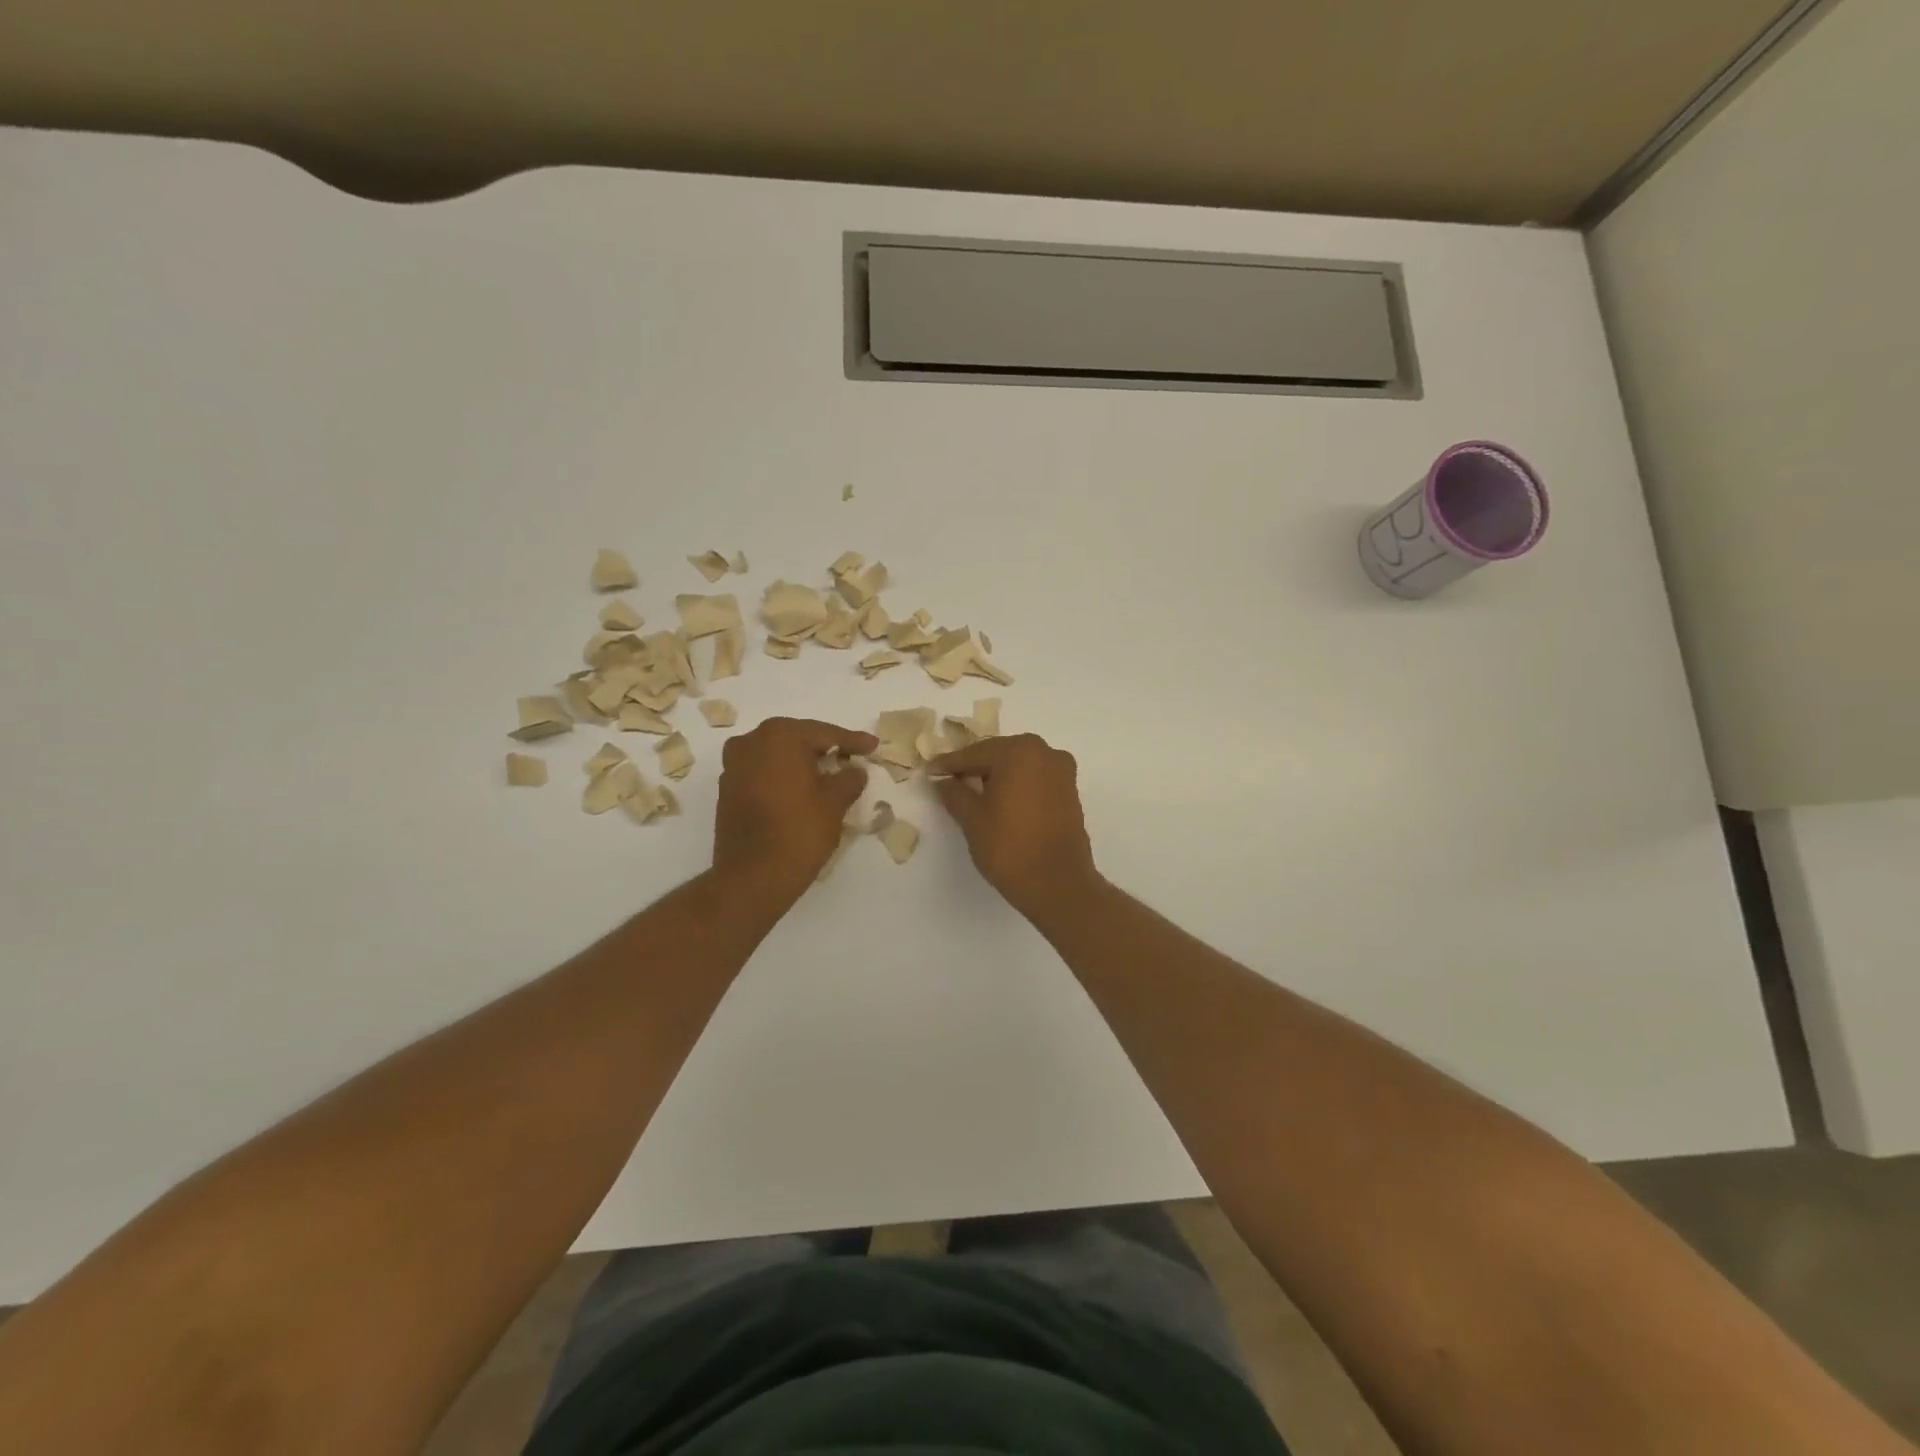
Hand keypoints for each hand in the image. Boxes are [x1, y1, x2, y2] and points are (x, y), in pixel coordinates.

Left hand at [714, 717, 876, 908]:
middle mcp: (751, 741)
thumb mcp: (835, 803)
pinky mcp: (727, 789)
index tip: (873, 746)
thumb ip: (849, 778)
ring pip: (777, 755)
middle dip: (824, 748)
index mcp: (779, 736)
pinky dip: (782, 777)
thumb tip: (854, 769)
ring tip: (827, 774)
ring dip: (801, 762)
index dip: (852, 740)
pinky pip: (762, 772)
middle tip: (851, 757)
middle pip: (797, 739)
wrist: (752, 877)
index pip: (824, 733)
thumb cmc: (799, 832)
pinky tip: (800, 791)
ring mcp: (734, 765)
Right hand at [930, 734, 1100, 918]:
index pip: (974, 753)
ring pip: (1019, 765)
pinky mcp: (1070, 791)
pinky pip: (1035, 779)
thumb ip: (954, 793)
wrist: (1058, 884)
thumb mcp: (972, 819)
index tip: (930, 771)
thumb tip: (942, 780)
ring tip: (972, 792)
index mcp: (1019, 751)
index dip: (949, 764)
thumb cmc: (1010, 847)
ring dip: (997, 775)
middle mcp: (1044, 752)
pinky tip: (1000, 801)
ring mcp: (1062, 771)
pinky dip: (1016, 785)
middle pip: (999, 754)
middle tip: (949, 781)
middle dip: (974, 767)